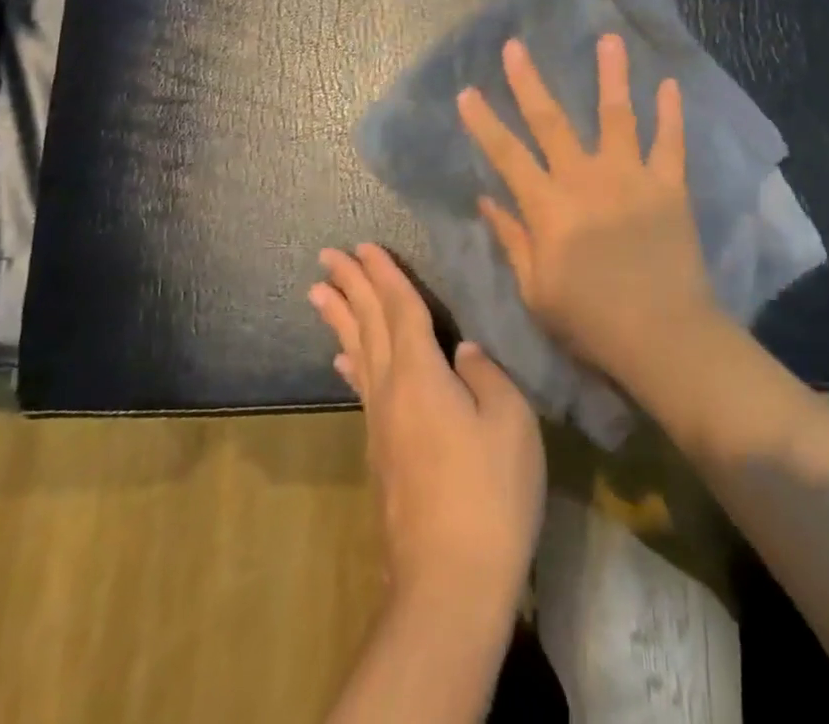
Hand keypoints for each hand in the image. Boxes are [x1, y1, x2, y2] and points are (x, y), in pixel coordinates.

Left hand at [310, 243, 544, 611]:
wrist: (451, 582)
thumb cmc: (489, 493)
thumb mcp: (510, 423)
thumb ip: (486, 376)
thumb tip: (464, 352)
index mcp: (421, 375)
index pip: (399, 309)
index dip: (384, 275)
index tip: (363, 246)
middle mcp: (391, 391)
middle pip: (367, 325)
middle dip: (349, 286)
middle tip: (327, 256)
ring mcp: (382, 424)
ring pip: (357, 353)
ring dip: (340, 318)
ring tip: (319, 292)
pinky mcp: (382, 453)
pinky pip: (362, 388)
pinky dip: (351, 362)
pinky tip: (343, 359)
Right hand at [456, 35, 717, 390]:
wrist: (663, 335)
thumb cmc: (591, 321)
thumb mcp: (537, 290)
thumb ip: (513, 239)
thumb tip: (487, 198)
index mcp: (549, 207)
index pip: (507, 155)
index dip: (484, 123)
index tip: (467, 91)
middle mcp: (586, 180)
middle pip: (551, 121)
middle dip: (529, 82)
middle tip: (515, 46)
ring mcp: (631, 177)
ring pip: (617, 115)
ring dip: (611, 75)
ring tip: (609, 38)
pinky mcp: (668, 185)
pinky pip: (671, 142)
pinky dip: (671, 112)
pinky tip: (669, 82)